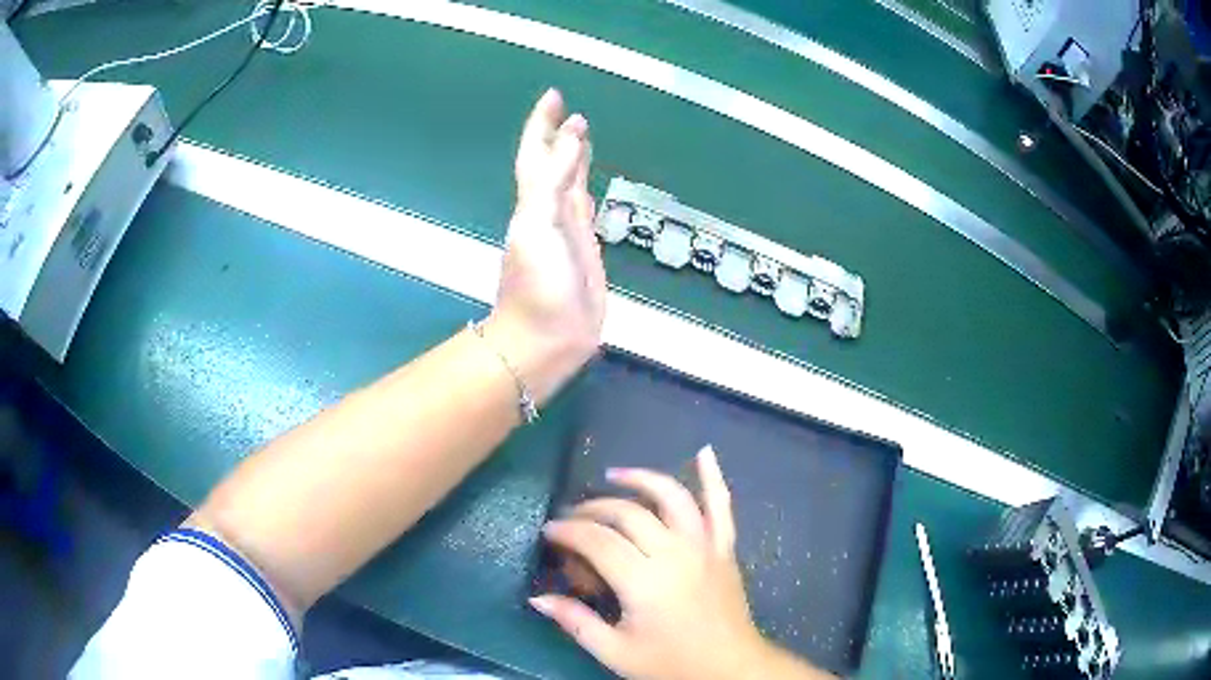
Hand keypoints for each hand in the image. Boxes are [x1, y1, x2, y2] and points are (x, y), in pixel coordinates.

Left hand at [485, 89, 605, 404]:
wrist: (547, 337)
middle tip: (575, 113)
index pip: (537, 152)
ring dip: (575, 160)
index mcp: (535, 200)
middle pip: (554, 164)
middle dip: (561, 137)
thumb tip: (573, 136)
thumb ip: (555, 178)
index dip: (543, 124)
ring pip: (570, 184)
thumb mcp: (540, 223)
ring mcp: (566, 231)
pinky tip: (589, 187)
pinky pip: (584, 211)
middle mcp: (548, 210)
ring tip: (585, 138)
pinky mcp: (584, 250)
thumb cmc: (538, 282)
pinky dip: (586, 191)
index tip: (555, 97)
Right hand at [530, 447, 769, 679]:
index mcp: (645, 581)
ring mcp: (705, 547)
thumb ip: (576, 622)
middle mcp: (675, 554)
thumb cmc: (671, 664)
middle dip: (593, 509)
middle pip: (628, 514)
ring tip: (615, 475)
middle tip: (572, 517)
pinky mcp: (725, 549)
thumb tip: (537, 598)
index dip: (569, 531)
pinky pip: (722, 507)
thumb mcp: (616, 653)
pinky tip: (704, 452)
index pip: (598, 541)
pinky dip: (713, 478)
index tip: (550, 530)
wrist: (730, 668)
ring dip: (642, 480)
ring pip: (672, 498)